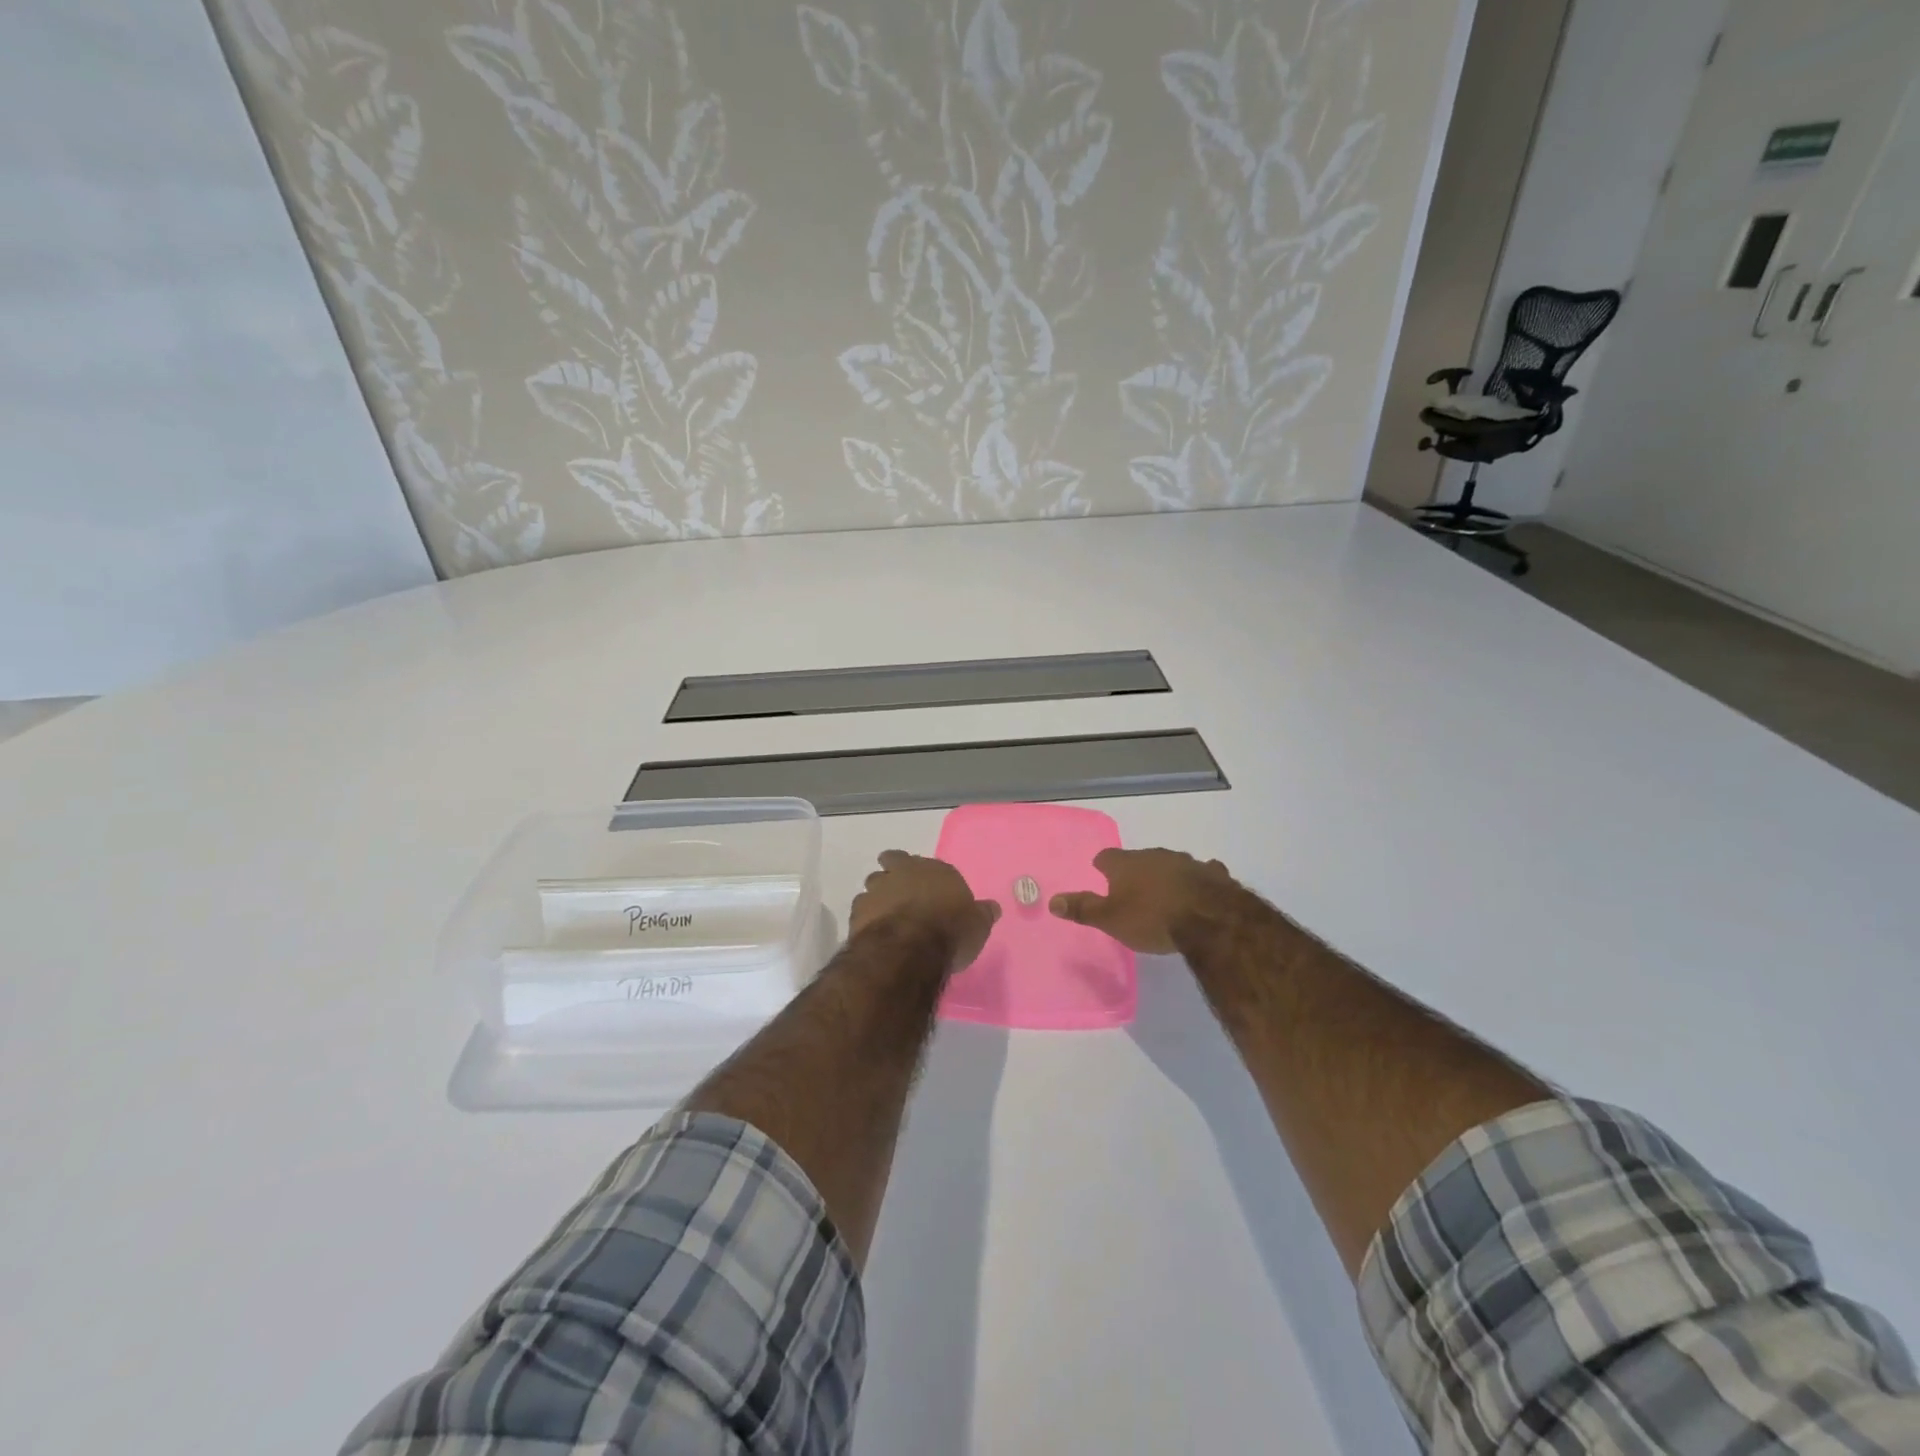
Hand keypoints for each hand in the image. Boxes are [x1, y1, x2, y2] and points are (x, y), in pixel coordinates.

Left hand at [848, 850, 1000, 970]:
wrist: (910, 948)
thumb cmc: (950, 931)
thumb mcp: (977, 926)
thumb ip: (982, 914)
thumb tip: (993, 908)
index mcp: (934, 870)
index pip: (923, 863)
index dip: (921, 873)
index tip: (922, 885)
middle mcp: (903, 872)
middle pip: (892, 863)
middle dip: (893, 873)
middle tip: (898, 892)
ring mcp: (878, 889)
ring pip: (873, 885)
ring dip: (877, 896)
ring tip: (884, 916)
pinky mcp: (859, 911)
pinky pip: (861, 910)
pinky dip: (866, 918)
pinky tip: (872, 932)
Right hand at [1048, 847, 1237, 953]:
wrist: (1208, 918)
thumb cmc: (1151, 918)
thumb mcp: (1110, 919)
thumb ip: (1082, 909)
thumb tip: (1052, 901)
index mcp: (1125, 864)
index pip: (1106, 857)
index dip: (1102, 867)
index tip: (1101, 875)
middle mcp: (1154, 855)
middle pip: (1138, 859)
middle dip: (1135, 871)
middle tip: (1133, 890)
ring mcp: (1185, 861)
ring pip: (1170, 864)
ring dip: (1166, 875)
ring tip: (1165, 894)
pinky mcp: (1212, 873)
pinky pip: (1202, 872)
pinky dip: (1198, 880)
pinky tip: (1201, 890)